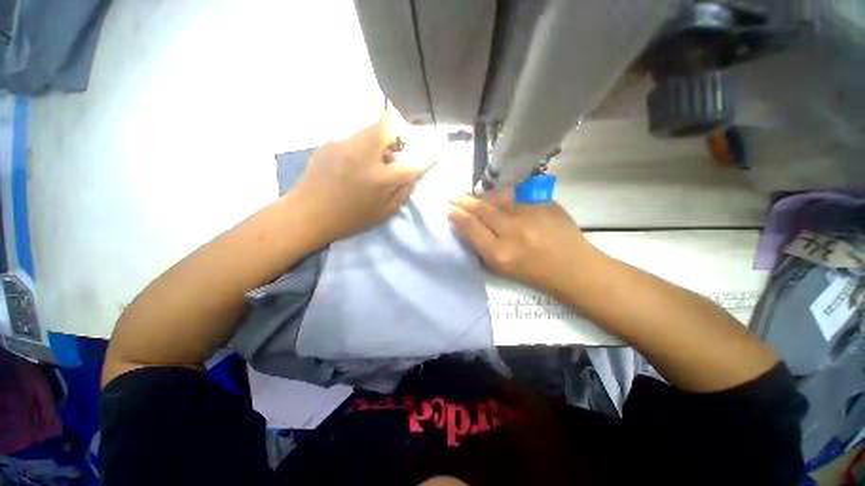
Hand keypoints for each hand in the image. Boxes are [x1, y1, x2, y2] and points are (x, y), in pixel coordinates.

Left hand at [290, 107, 423, 244]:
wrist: (307, 213)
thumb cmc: (349, 219)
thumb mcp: (382, 213)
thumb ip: (402, 193)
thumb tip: (412, 176)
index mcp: (380, 178)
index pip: (411, 162)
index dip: (427, 156)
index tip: (437, 149)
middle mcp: (364, 155)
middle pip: (387, 124)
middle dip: (398, 127)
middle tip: (397, 144)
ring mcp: (345, 145)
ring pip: (369, 128)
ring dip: (379, 139)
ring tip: (373, 157)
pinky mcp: (330, 142)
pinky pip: (354, 138)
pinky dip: (361, 146)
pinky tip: (353, 162)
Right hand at [448, 192, 596, 292]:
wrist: (572, 267)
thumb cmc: (532, 272)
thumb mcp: (501, 267)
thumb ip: (481, 246)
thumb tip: (465, 224)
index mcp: (500, 254)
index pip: (472, 228)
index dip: (459, 216)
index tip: (451, 210)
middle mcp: (514, 232)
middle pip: (483, 210)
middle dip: (466, 202)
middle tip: (456, 197)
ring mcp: (532, 214)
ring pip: (499, 197)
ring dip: (484, 196)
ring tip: (477, 196)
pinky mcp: (546, 203)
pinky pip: (518, 193)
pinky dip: (505, 194)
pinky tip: (500, 196)